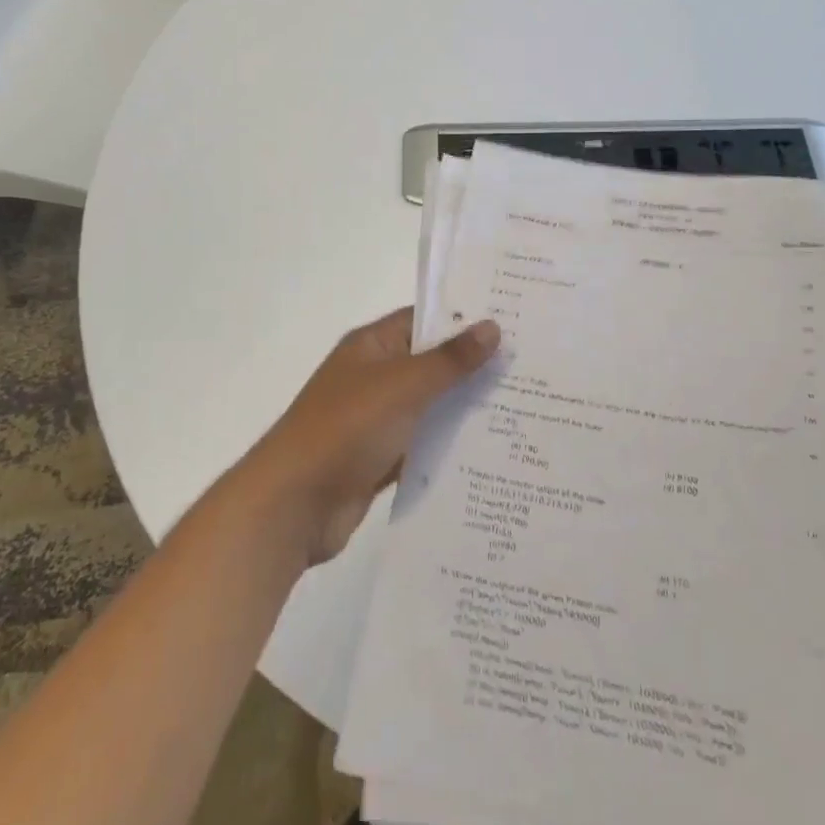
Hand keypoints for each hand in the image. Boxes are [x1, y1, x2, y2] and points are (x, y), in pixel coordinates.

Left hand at [237, 309, 500, 565]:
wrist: (293, 505)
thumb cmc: (346, 429)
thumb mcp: (403, 386)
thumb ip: (450, 360)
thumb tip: (492, 327)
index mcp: (372, 346)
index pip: (425, 319)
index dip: (465, 319)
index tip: (513, 321)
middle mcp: (374, 377)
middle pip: (431, 364)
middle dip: (474, 367)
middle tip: (531, 366)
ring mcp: (376, 420)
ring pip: (430, 407)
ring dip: (466, 409)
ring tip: (524, 408)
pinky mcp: (380, 459)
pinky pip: (423, 446)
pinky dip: (449, 447)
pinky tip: (492, 451)